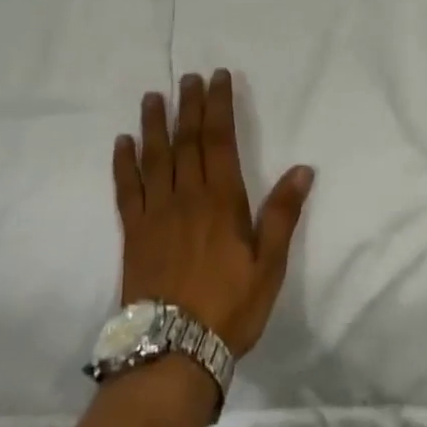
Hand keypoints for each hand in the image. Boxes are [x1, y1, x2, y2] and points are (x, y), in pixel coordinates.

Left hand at [114, 71, 314, 357]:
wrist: (173, 350)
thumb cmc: (230, 307)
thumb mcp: (269, 265)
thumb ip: (282, 214)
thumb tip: (303, 169)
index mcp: (221, 200)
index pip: (220, 140)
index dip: (219, 106)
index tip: (217, 78)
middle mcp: (186, 196)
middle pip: (187, 140)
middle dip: (189, 105)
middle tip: (188, 77)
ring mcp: (155, 212)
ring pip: (154, 156)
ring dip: (154, 123)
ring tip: (154, 96)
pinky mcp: (133, 231)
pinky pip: (126, 188)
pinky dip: (124, 162)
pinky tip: (122, 142)